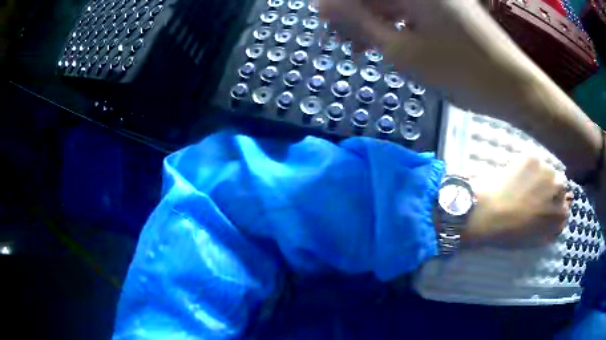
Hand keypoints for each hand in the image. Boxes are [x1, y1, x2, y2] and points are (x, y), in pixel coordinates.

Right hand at [318, 0, 528, 114]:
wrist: (514, 86)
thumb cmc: (462, 72)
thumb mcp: (402, 50)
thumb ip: (358, 22)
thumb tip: (323, 5)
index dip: (336, 5)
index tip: (324, 22)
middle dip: (354, 13)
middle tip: (345, 41)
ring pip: (391, 1)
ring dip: (373, 20)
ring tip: (365, 48)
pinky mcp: (447, 5)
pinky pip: (410, 8)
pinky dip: (395, 23)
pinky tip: (391, 42)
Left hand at [463, 156, 572, 247]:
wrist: (488, 215)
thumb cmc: (510, 234)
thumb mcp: (535, 240)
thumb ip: (551, 230)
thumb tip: (559, 221)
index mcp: (559, 214)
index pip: (564, 206)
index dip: (554, 205)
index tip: (544, 206)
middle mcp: (559, 189)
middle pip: (560, 184)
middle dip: (550, 188)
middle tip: (533, 194)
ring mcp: (546, 170)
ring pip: (547, 170)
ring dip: (540, 176)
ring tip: (522, 185)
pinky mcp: (532, 158)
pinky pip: (532, 162)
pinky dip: (525, 168)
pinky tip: (514, 177)